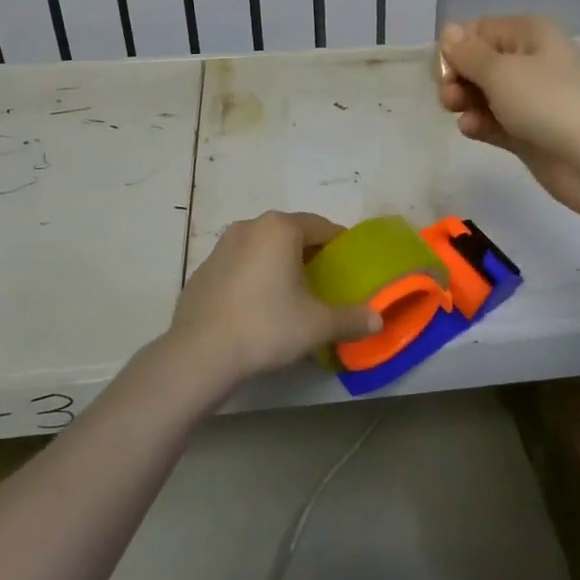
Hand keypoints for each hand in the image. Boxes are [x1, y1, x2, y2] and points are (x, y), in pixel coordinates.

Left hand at [167, 211, 380, 389]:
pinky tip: (257, 308)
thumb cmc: (267, 326)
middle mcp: (249, 227)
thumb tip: (378, 320)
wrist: (200, 354)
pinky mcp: (203, 271)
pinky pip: (239, 266)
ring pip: (262, 248)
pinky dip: (253, 277)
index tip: (349, 265)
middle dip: (309, 253)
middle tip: (325, 281)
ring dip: (278, 264)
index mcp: (280, 228)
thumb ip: (351, 318)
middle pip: (290, 234)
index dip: (339, 244)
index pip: (321, 226)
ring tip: (291, 295)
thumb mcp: (317, 325)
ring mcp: (221, 247)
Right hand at [436, 16, 579, 216]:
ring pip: (483, 94)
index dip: (456, 49)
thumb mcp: (501, 71)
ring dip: (465, 102)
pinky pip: (494, 121)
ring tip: (461, 114)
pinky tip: (472, 130)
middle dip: (458, 78)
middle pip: (478, 63)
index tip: (445, 72)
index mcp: (529, 34)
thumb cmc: (549, 102)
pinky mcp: (528, 132)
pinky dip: (480, 124)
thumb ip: (468, 53)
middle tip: (450, 98)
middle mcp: (530, 60)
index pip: (478, 31)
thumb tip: (449, 31)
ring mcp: (530, 99)